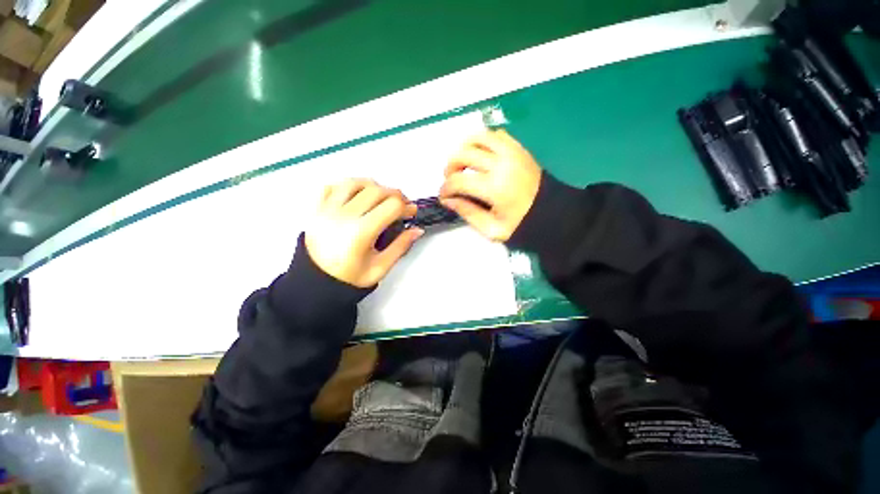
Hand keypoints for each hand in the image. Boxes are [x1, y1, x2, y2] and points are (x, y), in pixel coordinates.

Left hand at [305, 179, 422, 287]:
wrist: (315, 284)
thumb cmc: (349, 279)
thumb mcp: (380, 268)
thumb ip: (401, 247)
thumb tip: (417, 230)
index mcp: (361, 232)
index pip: (391, 206)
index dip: (407, 207)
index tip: (411, 213)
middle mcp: (344, 216)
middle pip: (376, 190)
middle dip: (395, 194)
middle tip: (401, 205)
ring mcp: (327, 210)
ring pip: (354, 183)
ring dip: (372, 186)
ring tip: (381, 197)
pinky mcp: (316, 209)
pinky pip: (332, 186)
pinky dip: (347, 186)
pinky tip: (356, 196)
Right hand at [439, 129, 541, 240]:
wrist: (552, 213)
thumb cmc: (521, 224)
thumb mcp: (491, 229)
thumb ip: (467, 213)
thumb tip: (449, 199)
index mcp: (494, 188)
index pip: (458, 181)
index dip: (445, 188)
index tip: (443, 196)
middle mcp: (501, 165)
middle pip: (463, 154)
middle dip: (450, 167)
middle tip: (451, 179)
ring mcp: (511, 153)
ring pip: (478, 137)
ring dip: (463, 149)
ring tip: (463, 164)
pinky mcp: (519, 148)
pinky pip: (495, 135)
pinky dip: (483, 142)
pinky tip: (481, 156)